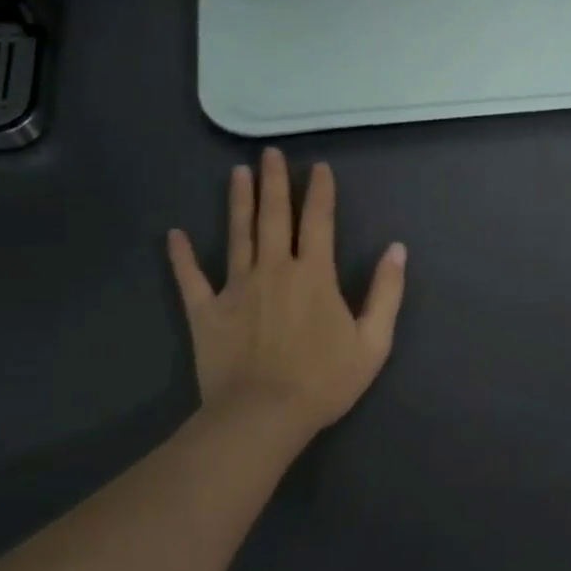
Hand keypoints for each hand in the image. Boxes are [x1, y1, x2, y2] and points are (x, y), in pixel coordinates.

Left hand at [167, 149, 406, 446]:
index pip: (319, 221)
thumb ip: (386, 292)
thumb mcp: (373, 341)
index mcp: (314, 275)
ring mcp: (236, 288)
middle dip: (274, 182)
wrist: (263, 417)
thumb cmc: (323, 381)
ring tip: (237, 173)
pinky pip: (190, 278)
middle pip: (275, 217)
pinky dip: (181, 256)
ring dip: (239, 202)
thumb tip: (397, 249)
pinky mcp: (206, 311)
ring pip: (238, 235)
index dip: (320, 192)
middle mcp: (275, 270)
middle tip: (269, 153)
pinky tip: (174, 234)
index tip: (317, 167)